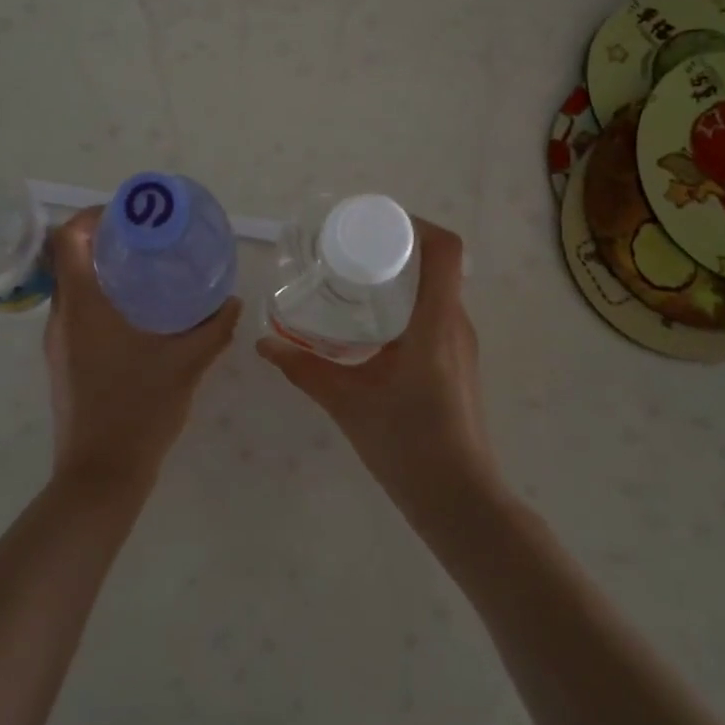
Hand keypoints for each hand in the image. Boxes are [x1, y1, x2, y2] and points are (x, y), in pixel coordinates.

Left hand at [43, 207, 241, 493]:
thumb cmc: (140, 409)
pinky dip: (101, 297)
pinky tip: (137, 313)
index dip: (93, 214)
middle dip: (105, 238)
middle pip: (69, 257)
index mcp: (84, 305)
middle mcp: (62, 316)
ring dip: (102, 269)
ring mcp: (58, 341)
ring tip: (146, 269)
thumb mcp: (187, 364)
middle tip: (147, 237)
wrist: (101, 475)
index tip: (130, 213)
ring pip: (72, 285)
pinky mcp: (63, 360)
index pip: (69, 238)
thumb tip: (233, 300)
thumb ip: (214, 328)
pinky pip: (76, 311)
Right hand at [257, 218, 498, 515]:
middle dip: (397, 247)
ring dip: (403, 277)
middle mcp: (456, 324)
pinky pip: (436, 315)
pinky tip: (373, 326)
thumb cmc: (407, 443)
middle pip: (438, 264)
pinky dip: (408, 305)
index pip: (444, 249)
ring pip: (437, 291)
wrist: (459, 501)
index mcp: (436, 321)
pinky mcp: (458, 364)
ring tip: (357, 281)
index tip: (374, 224)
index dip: (415, 224)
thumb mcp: (346, 400)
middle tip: (352, 250)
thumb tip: (262, 344)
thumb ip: (303, 368)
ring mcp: (461, 345)